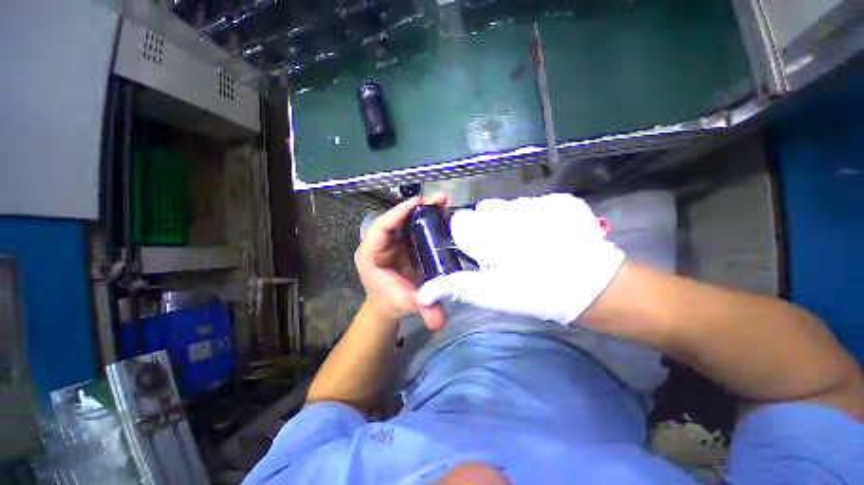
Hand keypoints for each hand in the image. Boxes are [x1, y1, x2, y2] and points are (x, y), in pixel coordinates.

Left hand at [355, 194, 447, 329]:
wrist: (389, 304)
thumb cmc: (390, 301)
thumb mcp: (404, 304)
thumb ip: (420, 308)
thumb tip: (439, 322)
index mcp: (370, 254)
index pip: (381, 227)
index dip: (398, 213)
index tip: (418, 203)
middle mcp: (380, 243)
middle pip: (396, 219)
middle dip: (417, 207)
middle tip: (439, 200)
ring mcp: (393, 241)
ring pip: (407, 220)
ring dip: (425, 210)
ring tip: (444, 204)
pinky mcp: (404, 243)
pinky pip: (415, 227)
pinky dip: (428, 220)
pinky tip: (443, 218)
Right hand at [417, 193, 624, 325]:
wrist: (591, 288)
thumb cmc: (534, 293)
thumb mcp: (491, 294)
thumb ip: (456, 286)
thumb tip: (424, 292)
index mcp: (486, 234)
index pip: (461, 222)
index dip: (468, 235)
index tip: (479, 248)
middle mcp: (507, 211)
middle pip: (484, 211)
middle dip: (489, 227)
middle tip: (507, 249)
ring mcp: (536, 202)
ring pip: (509, 206)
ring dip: (512, 221)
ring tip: (529, 243)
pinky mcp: (559, 199)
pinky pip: (534, 203)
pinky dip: (535, 216)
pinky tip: (547, 235)